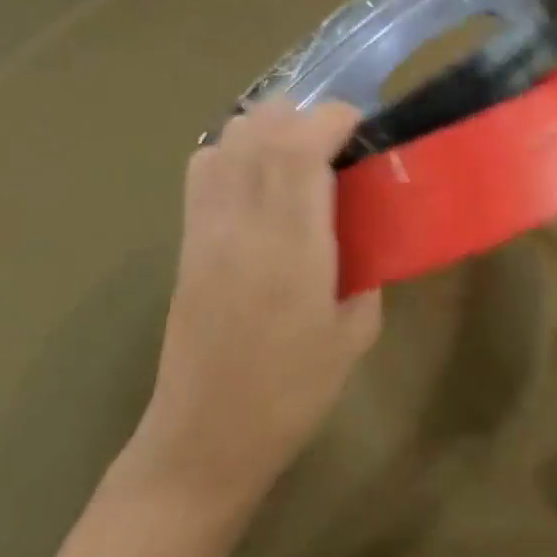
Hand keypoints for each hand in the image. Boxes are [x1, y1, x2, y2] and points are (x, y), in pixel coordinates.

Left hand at [124, 100, 381, 514]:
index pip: (300, 147)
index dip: (334, 119)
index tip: (363, 128)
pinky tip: (260, 178)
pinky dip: (236, 149)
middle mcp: (244, 224)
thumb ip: (366, 268)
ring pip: (230, 137)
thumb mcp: (355, 333)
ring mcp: (208, 227)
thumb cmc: (291, 394)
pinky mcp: (187, 239)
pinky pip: (205, 165)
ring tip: (300, 156)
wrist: (203, 440)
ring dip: (271, 128)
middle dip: (307, 116)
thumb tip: (368, 230)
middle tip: (338, 143)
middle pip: (263, 127)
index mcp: (292, 247)